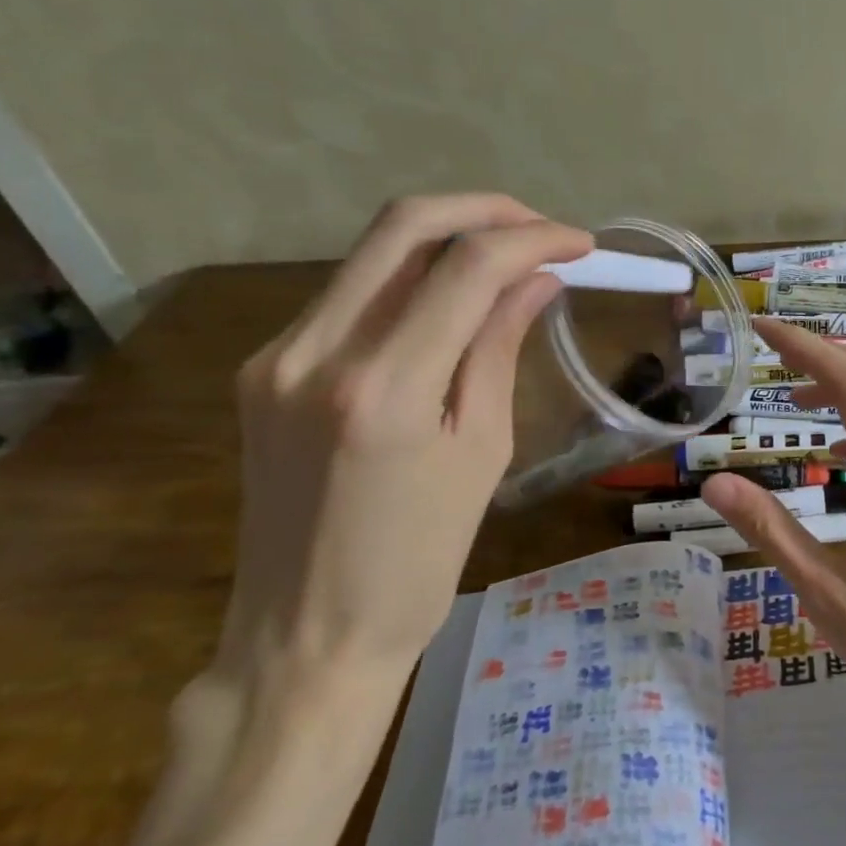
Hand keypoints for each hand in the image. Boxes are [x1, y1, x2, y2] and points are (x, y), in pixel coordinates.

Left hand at [216, 195, 592, 690]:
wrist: (306, 635)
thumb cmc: (417, 563)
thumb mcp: (480, 454)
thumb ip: (498, 350)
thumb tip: (536, 281)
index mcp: (382, 389)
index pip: (466, 268)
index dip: (533, 239)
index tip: (581, 244)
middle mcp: (315, 352)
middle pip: (402, 226)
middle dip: (484, 210)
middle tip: (541, 228)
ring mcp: (276, 356)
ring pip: (371, 254)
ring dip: (446, 240)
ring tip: (508, 261)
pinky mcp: (264, 369)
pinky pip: (347, 297)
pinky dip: (408, 282)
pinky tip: (449, 304)